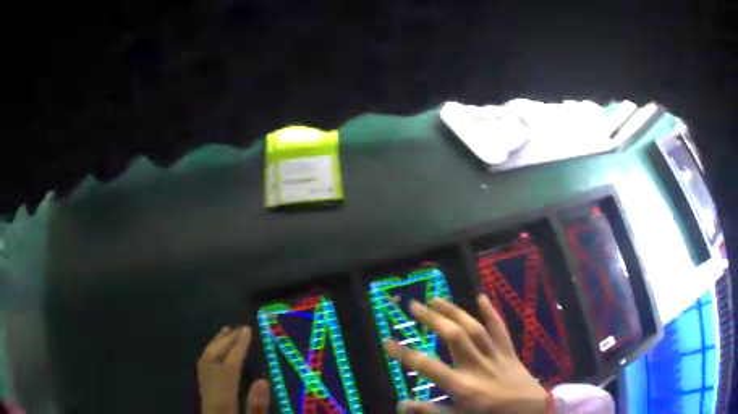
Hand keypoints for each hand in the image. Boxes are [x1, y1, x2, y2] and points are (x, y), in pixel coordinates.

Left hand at [197, 326, 269, 413]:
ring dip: (215, 345)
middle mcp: (208, 392)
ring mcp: (203, 392)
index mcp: (221, 399)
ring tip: (226, 331)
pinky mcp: (203, 396)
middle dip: (225, 341)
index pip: (228, 367)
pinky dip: (209, 354)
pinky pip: (202, 369)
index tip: (248, 330)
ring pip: (204, 363)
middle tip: (240, 327)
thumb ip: (257, 407)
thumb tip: (263, 381)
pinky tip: (216, 352)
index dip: (238, 347)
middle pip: (212, 360)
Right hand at [387, 295, 550, 413]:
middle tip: (413, 305)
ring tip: (436, 298)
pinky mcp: (508, 351)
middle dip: (431, 319)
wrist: (531, 411)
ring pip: (473, 328)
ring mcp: (494, 355)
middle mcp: (477, 365)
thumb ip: (430, 412)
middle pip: (453, 336)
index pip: (427, 367)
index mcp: (462, 385)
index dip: (405, 354)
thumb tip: (401, 404)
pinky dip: (491, 313)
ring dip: (454, 311)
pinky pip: (500, 329)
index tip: (387, 341)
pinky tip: (481, 297)